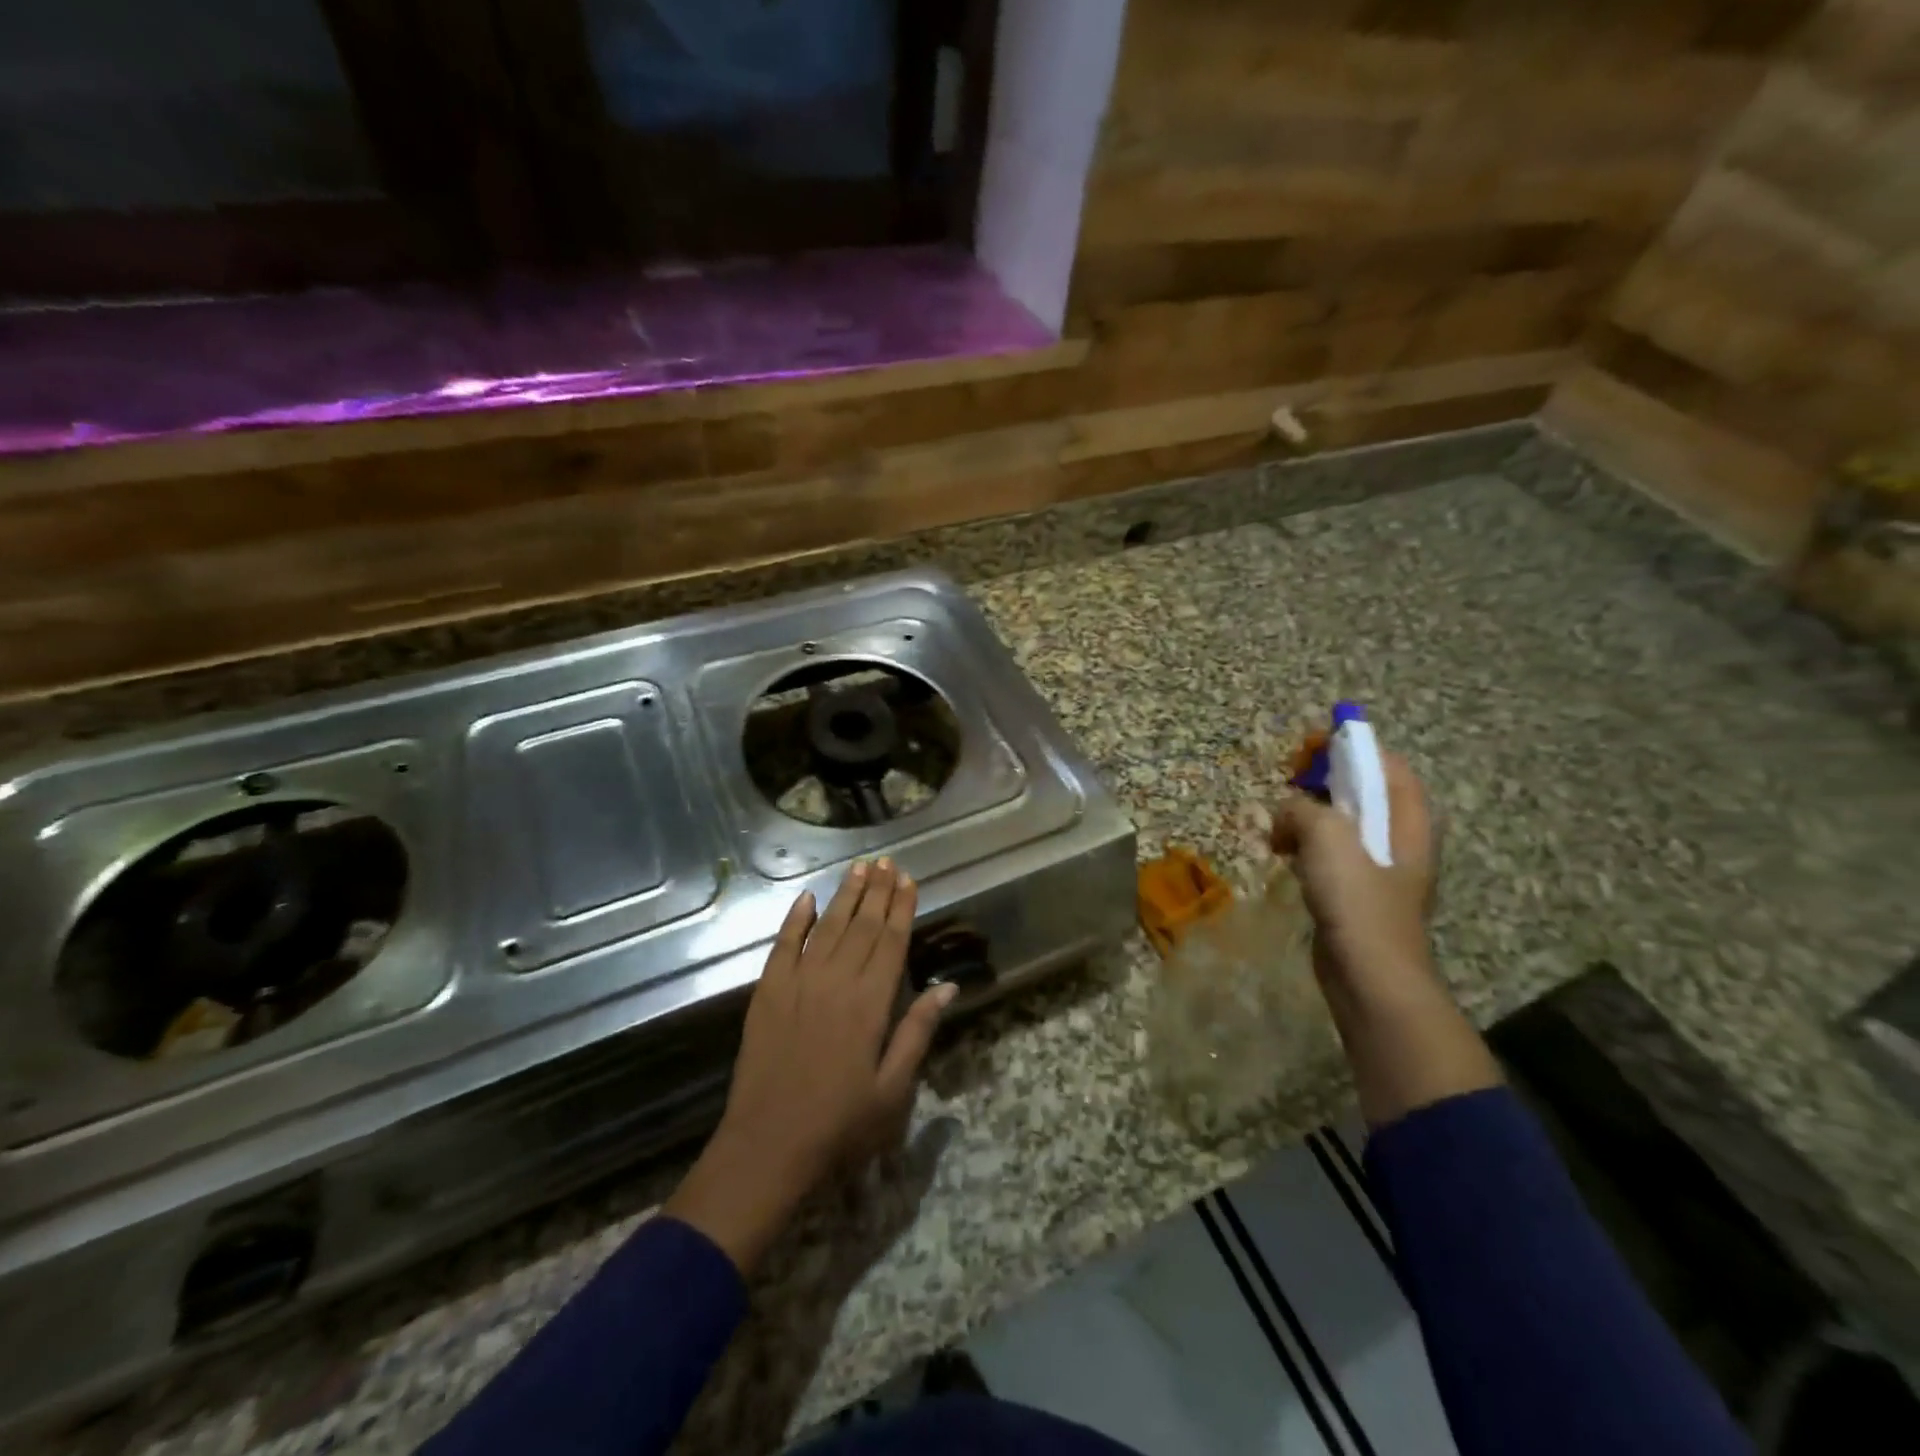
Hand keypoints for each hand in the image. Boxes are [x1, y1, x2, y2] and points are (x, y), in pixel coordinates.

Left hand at [662, 859, 953, 1272]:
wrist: (767, 1147)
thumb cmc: (840, 1125)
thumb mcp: (893, 1089)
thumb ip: (917, 1032)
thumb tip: (947, 987)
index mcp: (870, 1004)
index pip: (891, 942)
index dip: (901, 908)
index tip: (908, 879)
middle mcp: (835, 982)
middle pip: (861, 926)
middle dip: (877, 891)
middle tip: (887, 862)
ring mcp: (797, 984)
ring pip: (827, 927)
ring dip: (845, 896)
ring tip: (859, 868)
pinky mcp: (767, 993)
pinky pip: (783, 946)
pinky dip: (795, 919)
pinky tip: (807, 899)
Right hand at [1270, 750, 1437, 998]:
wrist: (1370, 977)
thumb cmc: (1358, 902)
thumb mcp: (1328, 838)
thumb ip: (1304, 809)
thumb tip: (1287, 813)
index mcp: (1408, 820)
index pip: (1386, 764)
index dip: (1350, 747)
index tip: (1310, 748)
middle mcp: (1400, 839)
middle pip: (1363, 791)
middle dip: (1322, 782)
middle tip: (1288, 784)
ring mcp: (1378, 868)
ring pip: (1341, 823)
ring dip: (1307, 817)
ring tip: (1278, 826)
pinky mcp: (1356, 892)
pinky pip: (1329, 853)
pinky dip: (1304, 846)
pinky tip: (1281, 856)